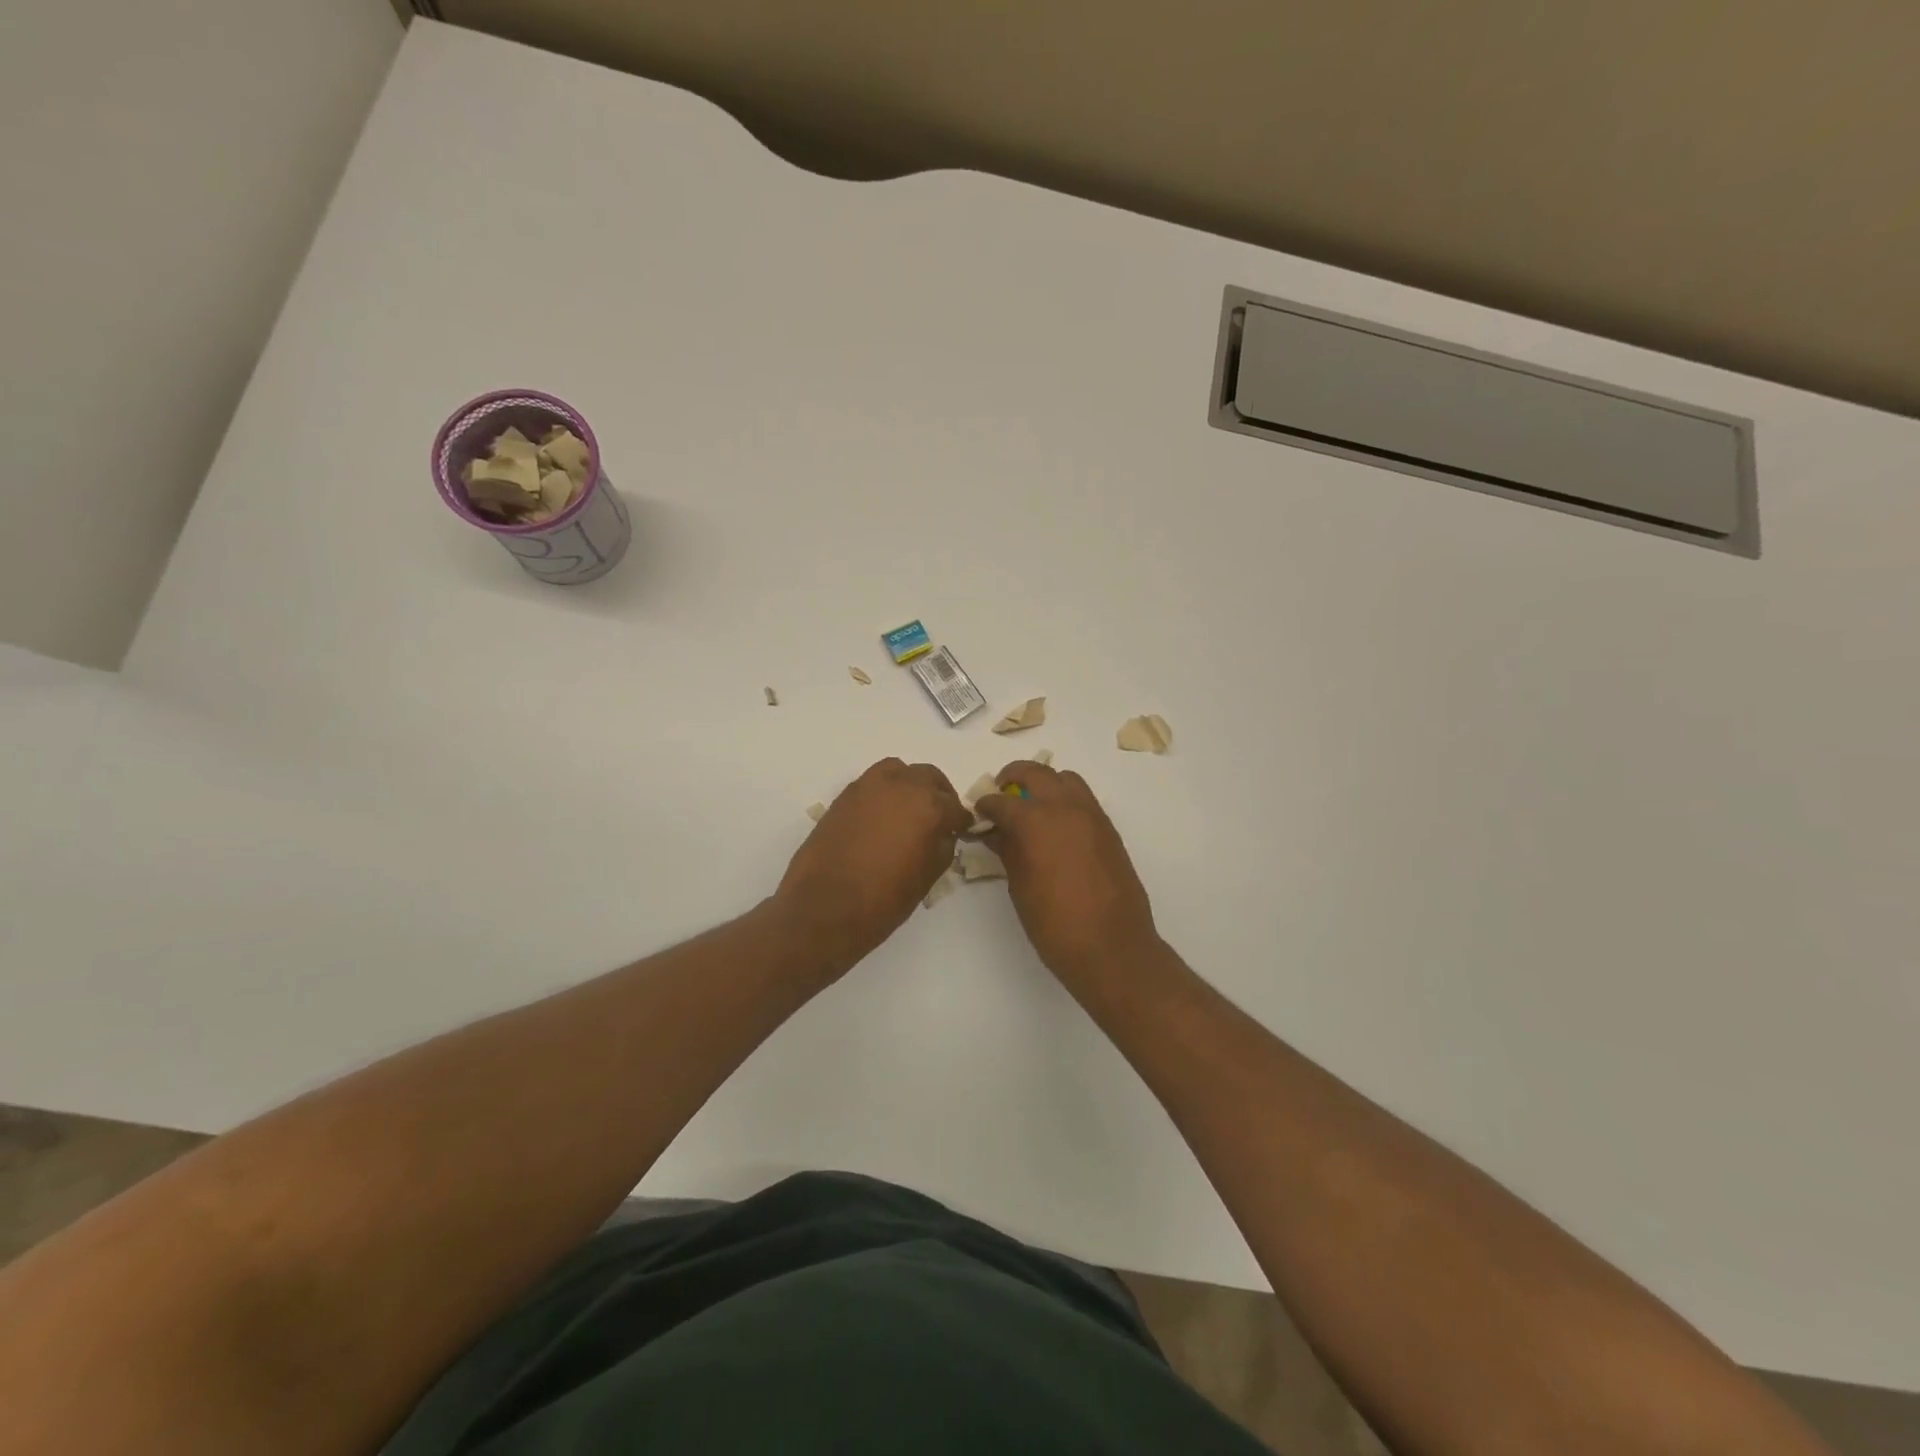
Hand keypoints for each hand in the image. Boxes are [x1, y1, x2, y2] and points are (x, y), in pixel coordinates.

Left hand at [775, 758, 970, 970]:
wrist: (824, 907)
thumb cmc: (883, 899)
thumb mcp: (927, 878)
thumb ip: (942, 847)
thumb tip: (943, 834)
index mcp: (928, 806)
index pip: (955, 807)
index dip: (961, 822)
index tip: (961, 831)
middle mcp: (901, 786)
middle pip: (929, 777)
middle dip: (939, 795)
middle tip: (940, 817)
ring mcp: (868, 786)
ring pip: (899, 771)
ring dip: (910, 784)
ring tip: (910, 810)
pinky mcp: (844, 795)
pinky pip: (873, 783)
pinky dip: (884, 792)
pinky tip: (883, 817)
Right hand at [975, 762, 1159, 982]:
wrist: (1112, 947)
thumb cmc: (1055, 923)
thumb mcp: (1020, 887)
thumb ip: (1008, 851)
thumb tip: (997, 834)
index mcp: (1036, 821)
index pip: (1001, 801)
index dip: (985, 806)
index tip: (978, 813)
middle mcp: (1065, 808)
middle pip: (1036, 773)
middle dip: (1013, 778)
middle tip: (1001, 793)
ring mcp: (1092, 815)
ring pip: (1065, 779)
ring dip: (1045, 784)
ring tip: (1031, 805)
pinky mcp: (1109, 830)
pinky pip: (1084, 800)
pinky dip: (1066, 800)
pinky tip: (1056, 826)